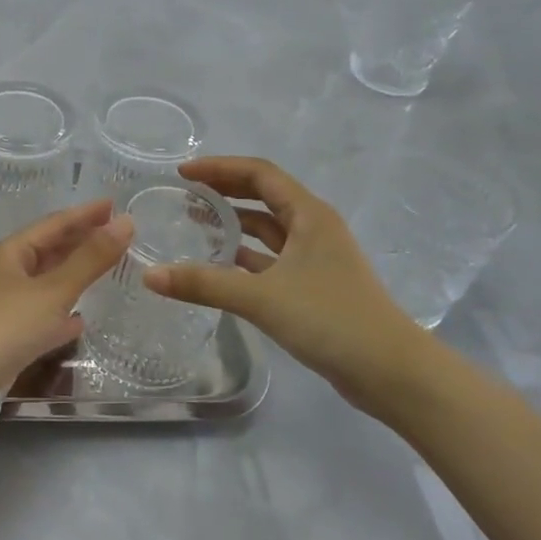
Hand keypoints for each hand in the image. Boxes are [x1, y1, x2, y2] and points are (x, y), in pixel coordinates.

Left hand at [0, 200, 134, 384]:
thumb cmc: (8, 323)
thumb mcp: (54, 289)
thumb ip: (91, 258)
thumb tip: (126, 222)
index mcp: (12, 252)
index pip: (54, 224)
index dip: (84, 214)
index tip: (114, 205)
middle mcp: (7, 273)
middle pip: (49, 250)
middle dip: (79, 241)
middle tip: (113, 234)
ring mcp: (6, 305)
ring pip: (46, 282)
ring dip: (73, 274)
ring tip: (102, 269)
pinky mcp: (9, 336)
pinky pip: (42, 316)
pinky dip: (62, 314)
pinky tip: (80, 321)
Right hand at [143, 157, 433, 417]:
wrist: (391, 372)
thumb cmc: (330, 319)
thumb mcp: (261, 297)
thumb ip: (204, 284)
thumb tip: (149, 276)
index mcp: (309, 215)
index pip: (259, 174)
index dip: (220, 168)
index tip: (183, 173)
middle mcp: (314, 228)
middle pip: (264, 195)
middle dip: (225, 189)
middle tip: (186, 192)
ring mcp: (317, 258)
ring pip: (269, 228)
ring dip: (235, 221)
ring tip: (196, 222)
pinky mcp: (315, 286)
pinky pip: (272, 258)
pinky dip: (246, 254)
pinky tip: (221, 263)